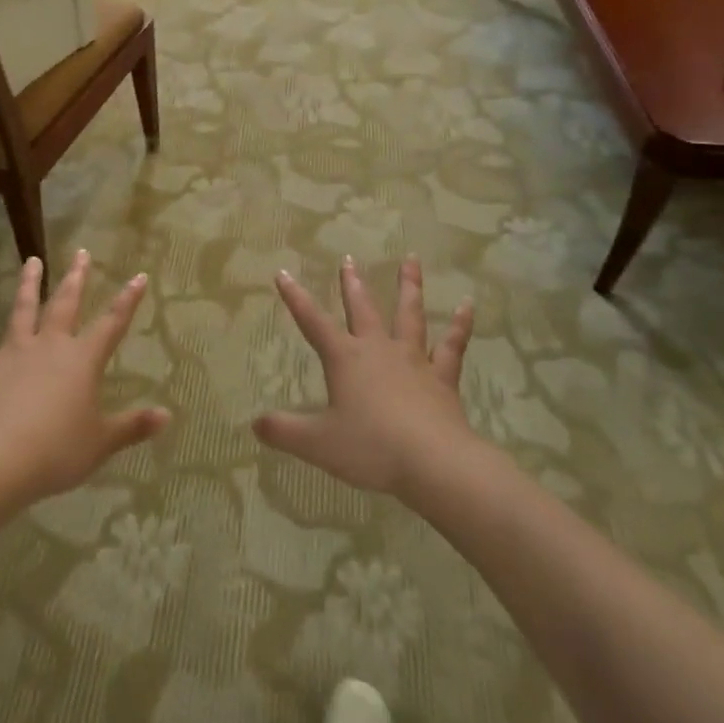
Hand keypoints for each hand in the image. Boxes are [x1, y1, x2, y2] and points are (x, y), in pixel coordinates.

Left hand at [0, 252, 169, 505]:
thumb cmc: (56, 451)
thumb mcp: (101, 442)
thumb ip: (132, 426)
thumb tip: (166, 415)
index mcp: (82, 360)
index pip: (112, 323)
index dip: (128, 300)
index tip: (139, 276)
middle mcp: (50, 346)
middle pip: (65, 304)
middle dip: (76, 278)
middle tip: (81, 253)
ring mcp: (14, 352)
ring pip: (23, 310)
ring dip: (28, 285)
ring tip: (32, 261)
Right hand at [254, 255, 476, 497]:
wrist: (435, 463)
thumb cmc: (372, 448)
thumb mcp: (318, 443)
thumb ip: (284, 431)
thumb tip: (255, 424)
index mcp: (345, 359)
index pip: (313, 322)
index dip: (295, 297)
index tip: (282, 272)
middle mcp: (378, 350)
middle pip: (362, 308)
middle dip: (352, 284)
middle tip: (348, 259)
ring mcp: (414, 360)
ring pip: (409, 315)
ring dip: (409, 286)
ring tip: (411, 260)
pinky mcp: (443, 378)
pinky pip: (453, 345)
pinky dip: (461, 324)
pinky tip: (468, 305)